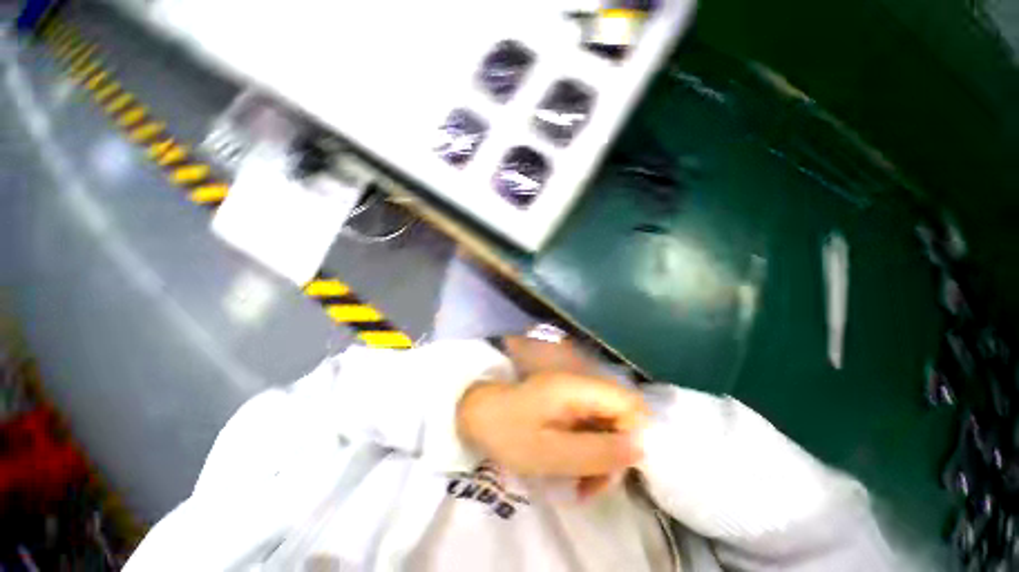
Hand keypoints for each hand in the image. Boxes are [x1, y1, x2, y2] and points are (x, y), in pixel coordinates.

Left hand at [457, 371, 646, 479]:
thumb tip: (640, 448)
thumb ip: (596, 451)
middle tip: (593, 487)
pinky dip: (588, 452)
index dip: (634, 435)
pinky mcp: (565, 405)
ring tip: (581, 487)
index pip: (629, 403)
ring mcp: (573, 395)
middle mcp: (581, 386)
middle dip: (616, 454)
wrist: (477, 413)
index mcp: (578, 388)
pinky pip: (590, 428)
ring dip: (601, 458)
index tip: (617, 468)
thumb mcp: (550, 451)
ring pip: (606, 426)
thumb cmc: (508, 431)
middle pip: (620, 417)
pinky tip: (573, 472)